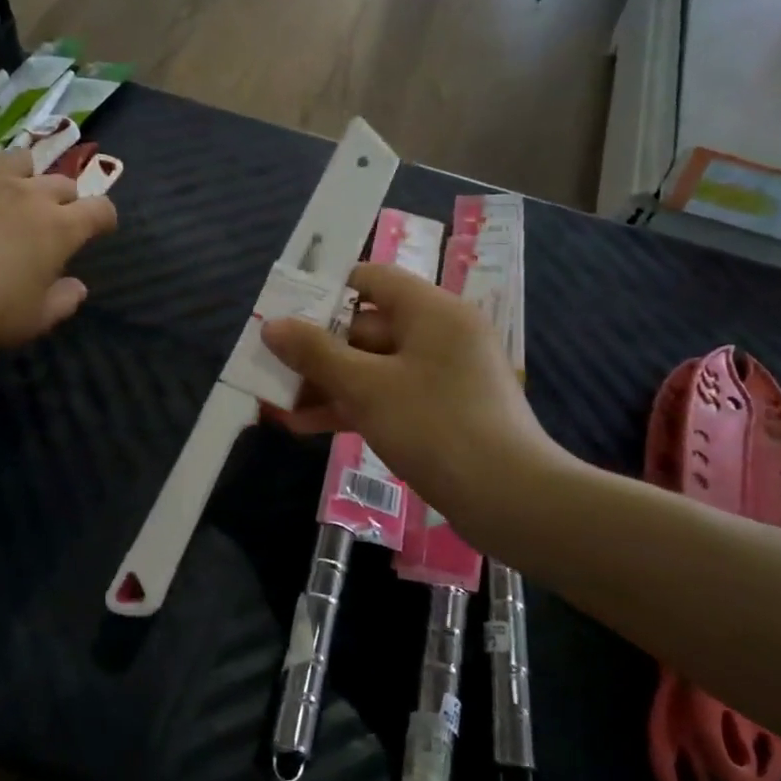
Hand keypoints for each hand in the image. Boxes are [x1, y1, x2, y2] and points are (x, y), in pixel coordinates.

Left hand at [0, 149, 117, 352]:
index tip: (101, 229)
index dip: (105, 218)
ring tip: (14, 196)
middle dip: (66, 200)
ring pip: (20, 160)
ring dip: (26, 177)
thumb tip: (77, 287)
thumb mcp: (34, 319)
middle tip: (53, 222)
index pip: (100, 209)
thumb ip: (63, 301)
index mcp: (60, 227)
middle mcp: (29, 194)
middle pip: (62, 182)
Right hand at [261, 262, 573, 542]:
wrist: (510, 500)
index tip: (286, 312)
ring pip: (373, 368)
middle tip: (270, 368)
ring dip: (327, 384)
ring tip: (278, 404)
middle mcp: (439, 334)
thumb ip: (316, 353)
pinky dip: (352, 407)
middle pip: (366, 328)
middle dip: (316, 351)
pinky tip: (307, 426)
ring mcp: (442, 376)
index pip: (372, 280)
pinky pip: (388, 397)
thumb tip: (271, 325)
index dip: (325, 292)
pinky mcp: (442, 412)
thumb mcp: (365, 387)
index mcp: (431, 311)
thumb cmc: (435, 427)